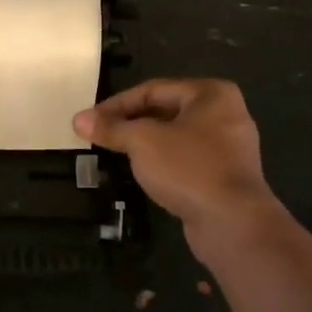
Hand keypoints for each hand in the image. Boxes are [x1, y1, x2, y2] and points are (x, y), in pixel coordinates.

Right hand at [74, 79, 283, 252]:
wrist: (232, 222)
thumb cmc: (188, 168)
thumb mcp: (142, 142)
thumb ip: (111, 128)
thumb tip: (78, 119)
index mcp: (211, 93)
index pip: (153, 89)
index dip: (117, 104)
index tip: (90, 121)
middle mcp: (225, 113)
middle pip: (166, 111)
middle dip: (131, 123)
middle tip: (100, 136)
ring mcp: (230, 146)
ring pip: (176, 137)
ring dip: (146, 144)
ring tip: (116, 153)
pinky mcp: (227, 175)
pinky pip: (187, 159)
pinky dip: (164, 162)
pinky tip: (144, 173)